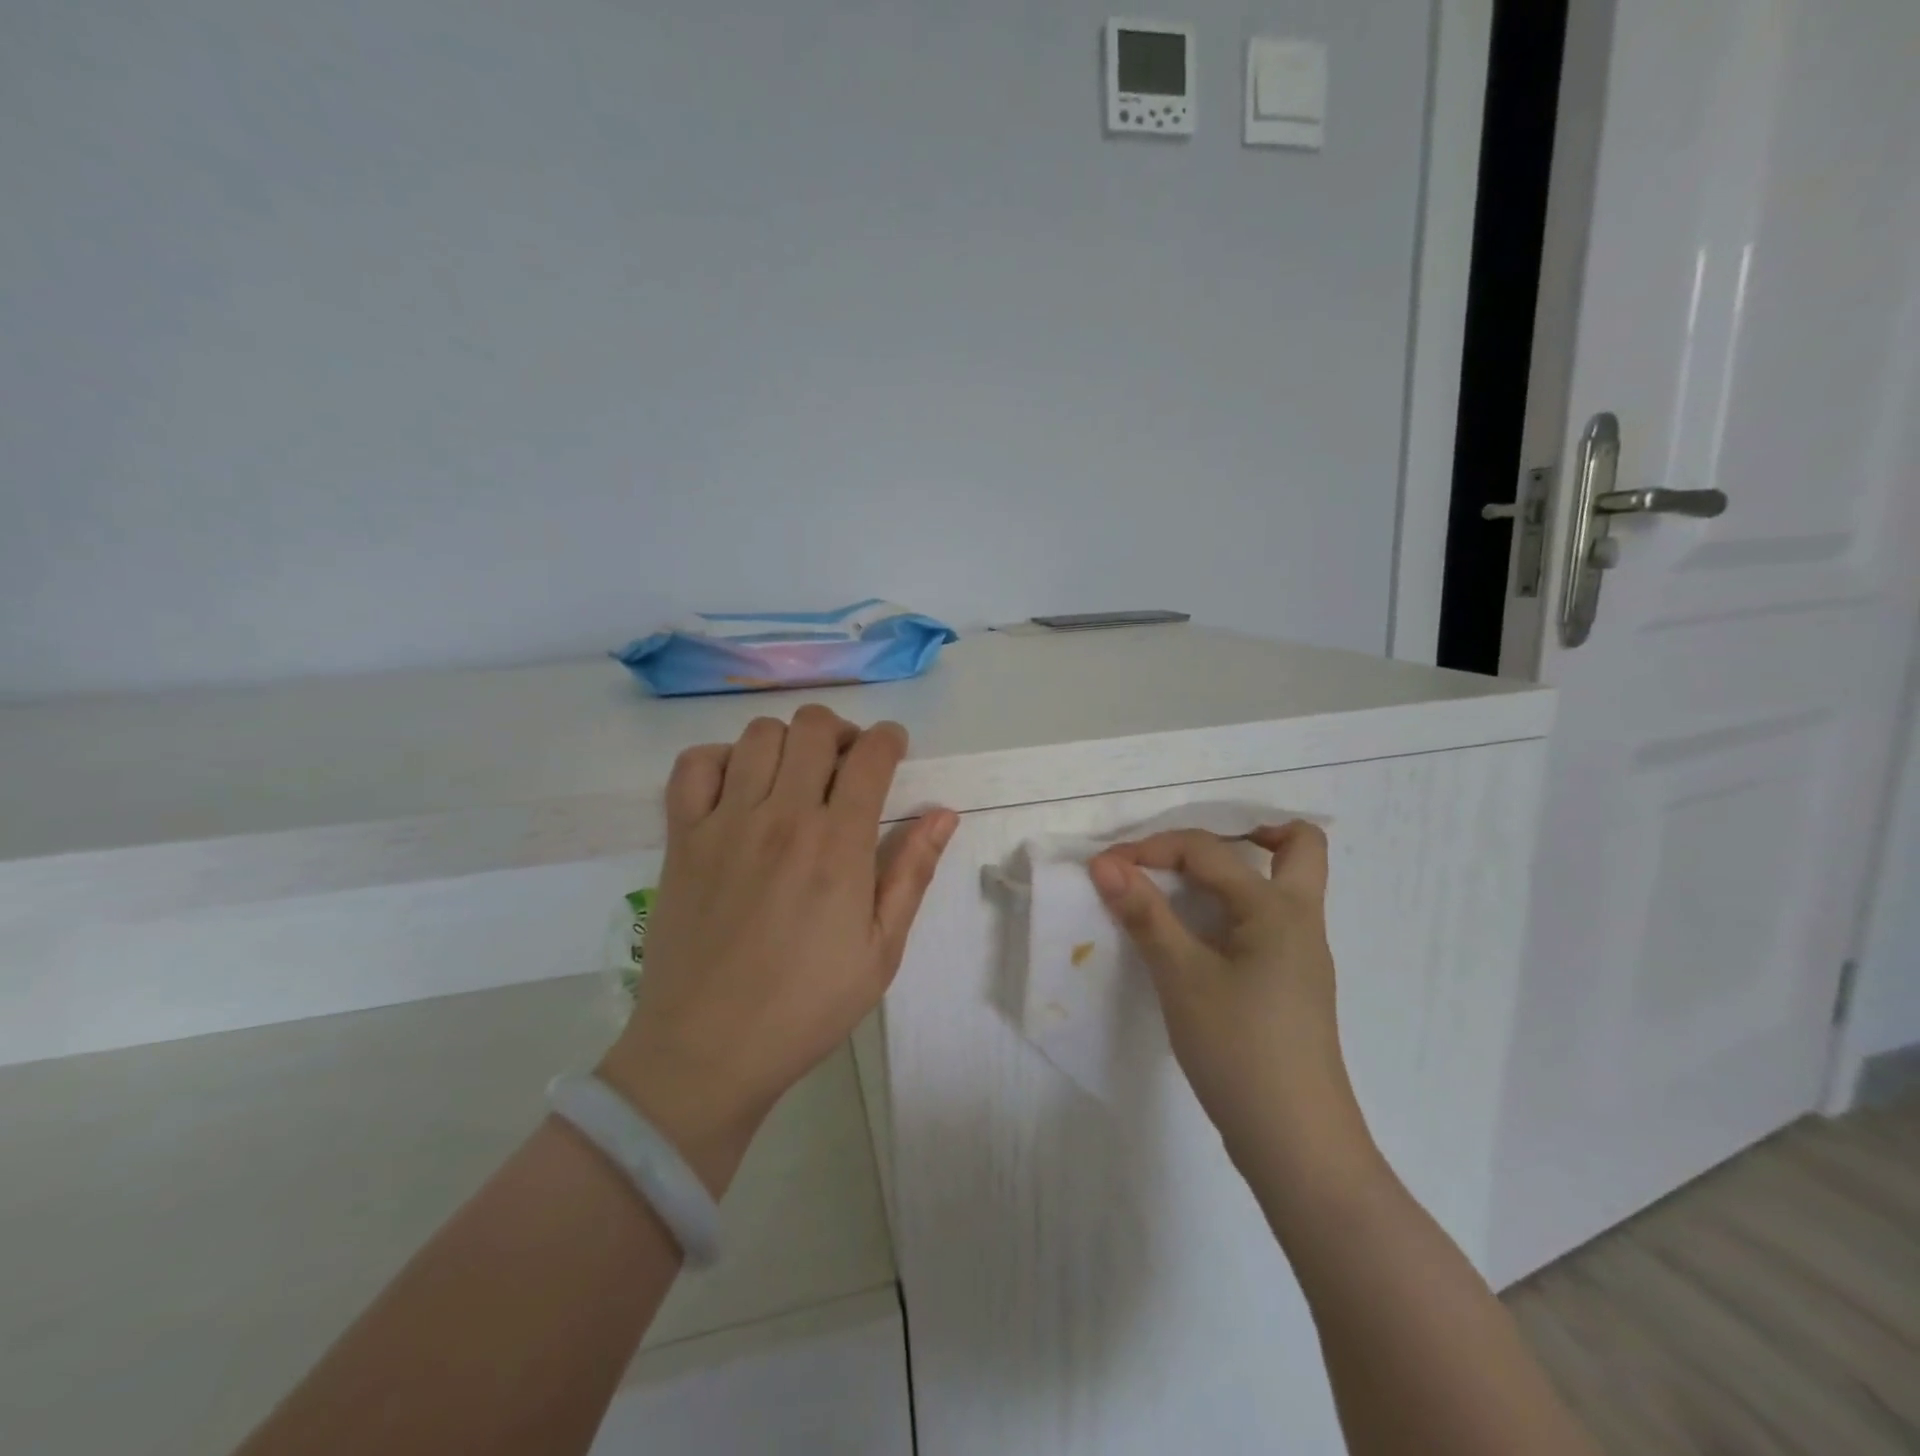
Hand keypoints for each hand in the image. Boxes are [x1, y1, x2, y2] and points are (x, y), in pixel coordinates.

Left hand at [599, 706, 956, 1193]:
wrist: (709, 1050)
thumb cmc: (807, 1006)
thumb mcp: (881, 950)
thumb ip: (911, 872)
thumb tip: (943, 814)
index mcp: (839, 845)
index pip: (871, 755)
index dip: (890, 739)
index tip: (894, 749)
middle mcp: (783, 817)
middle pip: (814, 728)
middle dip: (841, 732)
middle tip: (846, 764)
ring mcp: (726, 822)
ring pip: (758, 735)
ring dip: (787, 742)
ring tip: (795, 776)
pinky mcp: (682, 837)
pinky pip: (693, 765)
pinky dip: (719, 759)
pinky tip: (737, 787)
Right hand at [1088, 824, 1366, 1172]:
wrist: (1297, 1145)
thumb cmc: (1239, 1050)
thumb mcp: (1182, 977)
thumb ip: (1145, 914)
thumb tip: (1106, 864)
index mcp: (1278, 908)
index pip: (1209, 851)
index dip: (1151, 848)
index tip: (1105, 867)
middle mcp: (1300, 921)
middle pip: (1298, 846)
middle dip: (1250, 831)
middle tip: (1192, 850)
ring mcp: (1302, 956)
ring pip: (1286, 885)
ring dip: (1240, 871)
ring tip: (1184, 885)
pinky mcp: (1291, 985)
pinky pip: (1268, 922)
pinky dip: (1234, 909)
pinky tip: (1197, 936)